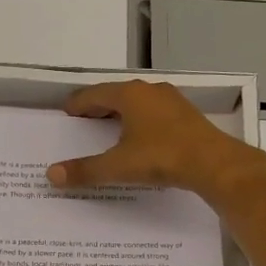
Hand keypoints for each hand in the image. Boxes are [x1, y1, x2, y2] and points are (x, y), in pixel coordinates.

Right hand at [46, 79, 265, 202]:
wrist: (214, 163)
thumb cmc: (161, 157)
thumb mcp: (118, 166)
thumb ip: (85, 170)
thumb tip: (51, 174)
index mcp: (129, 94)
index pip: (94, 94)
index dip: (78, 104)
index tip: (67, 112)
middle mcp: (150, 91)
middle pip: (116, 95)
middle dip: (98, 107)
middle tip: (83, 121)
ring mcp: (172, 101)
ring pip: (138, 103)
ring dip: (121, 114)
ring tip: (108, 129)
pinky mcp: (186, 116)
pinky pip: (154, 113)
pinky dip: (140, 121)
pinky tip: (140, 138)